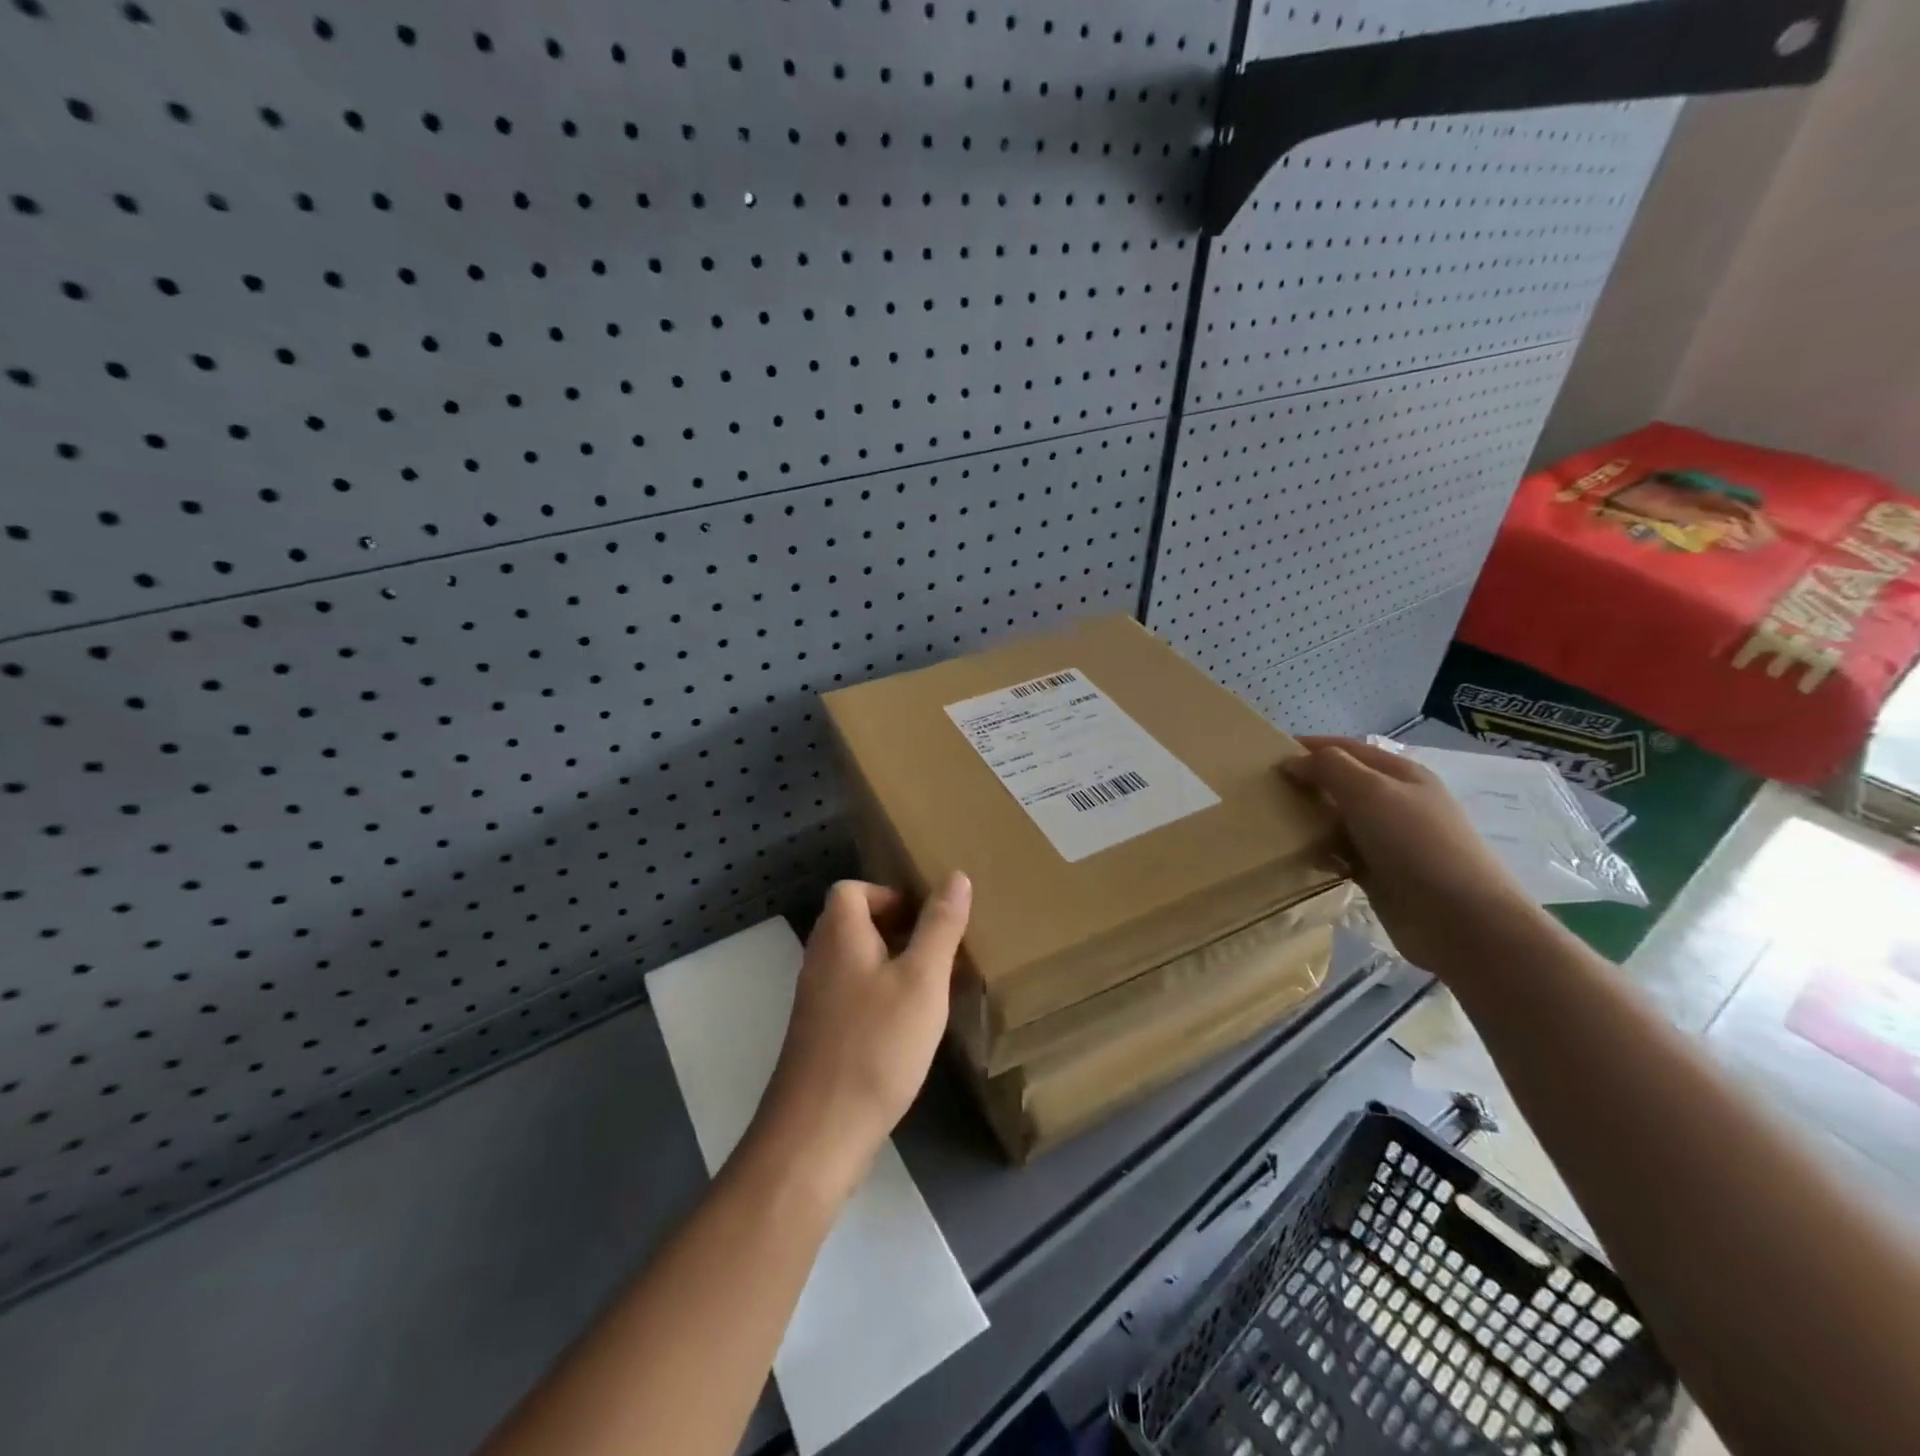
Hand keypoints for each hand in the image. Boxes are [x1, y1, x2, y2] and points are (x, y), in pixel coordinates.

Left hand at [749, 874, 971, 1201]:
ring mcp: (816, 1001)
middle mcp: (820, 960)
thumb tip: (956, 877)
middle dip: (899, 930)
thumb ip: (940, 927)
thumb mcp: (922, 980)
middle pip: (854, 924)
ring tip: (934, 987)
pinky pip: (854, 996)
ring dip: (894, 965)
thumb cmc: (876, 1045)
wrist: (819, 1132)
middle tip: (940, 952)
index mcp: (839, 936)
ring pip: (857, 963)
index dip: (889, 895)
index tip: (925, 920)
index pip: (851, 890)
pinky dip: (882, 998)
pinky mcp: (820, 1036)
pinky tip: (910, 1028)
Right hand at [1284, 736, 1535, 972]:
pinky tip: (1295, 855)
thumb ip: (1329, 768)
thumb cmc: (1415, 844)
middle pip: (1341, 783)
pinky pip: (1340, 853)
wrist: (1460, 920)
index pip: (1348, 748)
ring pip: (1338, 819)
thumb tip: (1293, 761)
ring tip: (1269, 820)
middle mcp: (1396, 802)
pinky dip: (1319, 851)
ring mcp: (1388, 840)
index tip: (1267, 753)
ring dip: (1309, 818)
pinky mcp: (1380, 874)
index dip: (1310, 746)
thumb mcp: (1370, 792)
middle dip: (1306, 782)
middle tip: (1262, 789)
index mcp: (1401, 774)